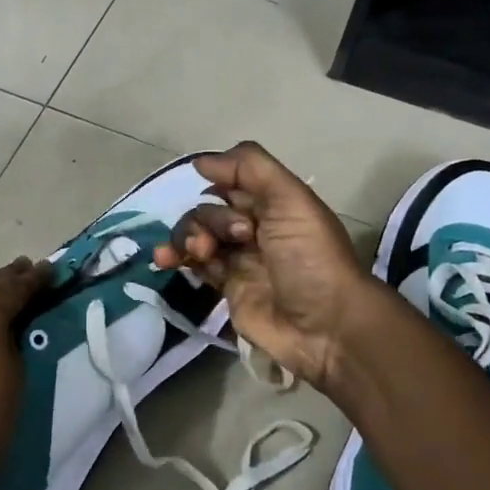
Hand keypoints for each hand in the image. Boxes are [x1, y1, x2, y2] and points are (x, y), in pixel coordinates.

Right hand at [153, 142, 375, 390]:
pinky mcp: (226, 287)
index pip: (232, 180)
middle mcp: (255, 227)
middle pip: (210, 208)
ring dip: (187, 235)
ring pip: (197, 235)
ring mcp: (239, 259)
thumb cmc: (311, 258)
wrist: (326, 327)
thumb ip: (250, 169)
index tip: (214, 188)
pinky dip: (175, 258)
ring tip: (198, 253)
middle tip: (233, 239)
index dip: (220, 181)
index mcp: (274, 203)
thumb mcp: (291, 200)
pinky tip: (164, 259)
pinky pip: (193, 265)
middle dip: (208, 218)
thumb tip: (200, 162)